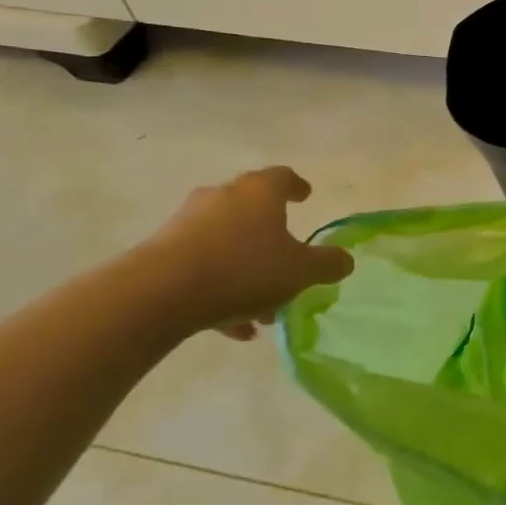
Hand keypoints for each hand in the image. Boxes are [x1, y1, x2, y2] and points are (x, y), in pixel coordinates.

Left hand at [139, 167, 353, 340]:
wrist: (160, 292)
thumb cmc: (243, 269)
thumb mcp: (300, 271)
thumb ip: (327, 264)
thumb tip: (345, 260)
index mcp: (259, 191)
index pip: (283, 177)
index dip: (297, 187)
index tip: (305, 196)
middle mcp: (223, 197)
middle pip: (252, 211)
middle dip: (272, 237)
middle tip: (287, 261)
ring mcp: (188, 222)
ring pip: (227, 243)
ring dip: (246, 270)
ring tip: (262, 309)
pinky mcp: (162, 251)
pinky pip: (202, 267)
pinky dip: (220, 288)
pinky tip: (233, 327)